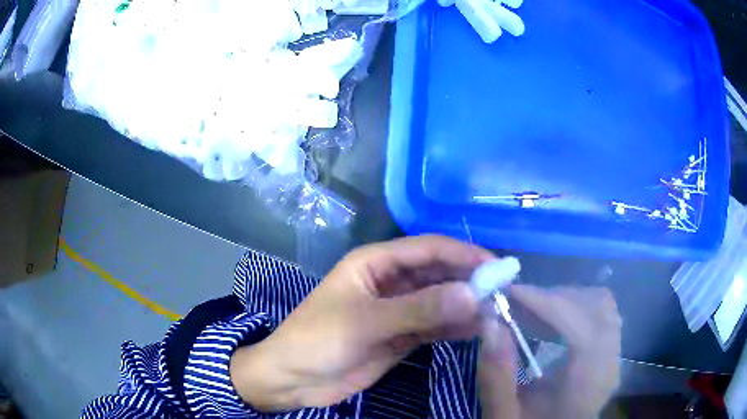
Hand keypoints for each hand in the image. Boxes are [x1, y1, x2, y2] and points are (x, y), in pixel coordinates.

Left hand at [230, 235, 494, 411]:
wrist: (293, 379)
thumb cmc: (318, 341)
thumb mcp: (365, 322)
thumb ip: (419, 308)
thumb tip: (472, 294)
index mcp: (375, 263)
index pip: (428, 248)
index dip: (463, 254)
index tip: (497, 266)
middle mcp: (390, 281)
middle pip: (438, 273)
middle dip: (469, 280)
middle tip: (503, 292)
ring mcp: (397, 310)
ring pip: (440, 300)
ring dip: (465, 304)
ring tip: (497, 312)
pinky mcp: (401, 335)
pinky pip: (434, 325)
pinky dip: (455, 326)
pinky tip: (477, 329)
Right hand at [478, 286, 621, 418]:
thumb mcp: (504, 415)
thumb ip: (496, 375)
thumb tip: (490, 321)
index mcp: (589, 382)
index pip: (580, 324)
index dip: (545, 302)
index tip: (508, 294)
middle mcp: (611, 362)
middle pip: (596, 305)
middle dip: (555, 298)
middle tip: (517, 306)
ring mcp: (615, 355)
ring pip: (601, 304)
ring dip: (566, 301)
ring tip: (532, 314)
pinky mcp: (610, 353)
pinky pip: (601, 314)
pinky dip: (575, 309)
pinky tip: (550, 325)